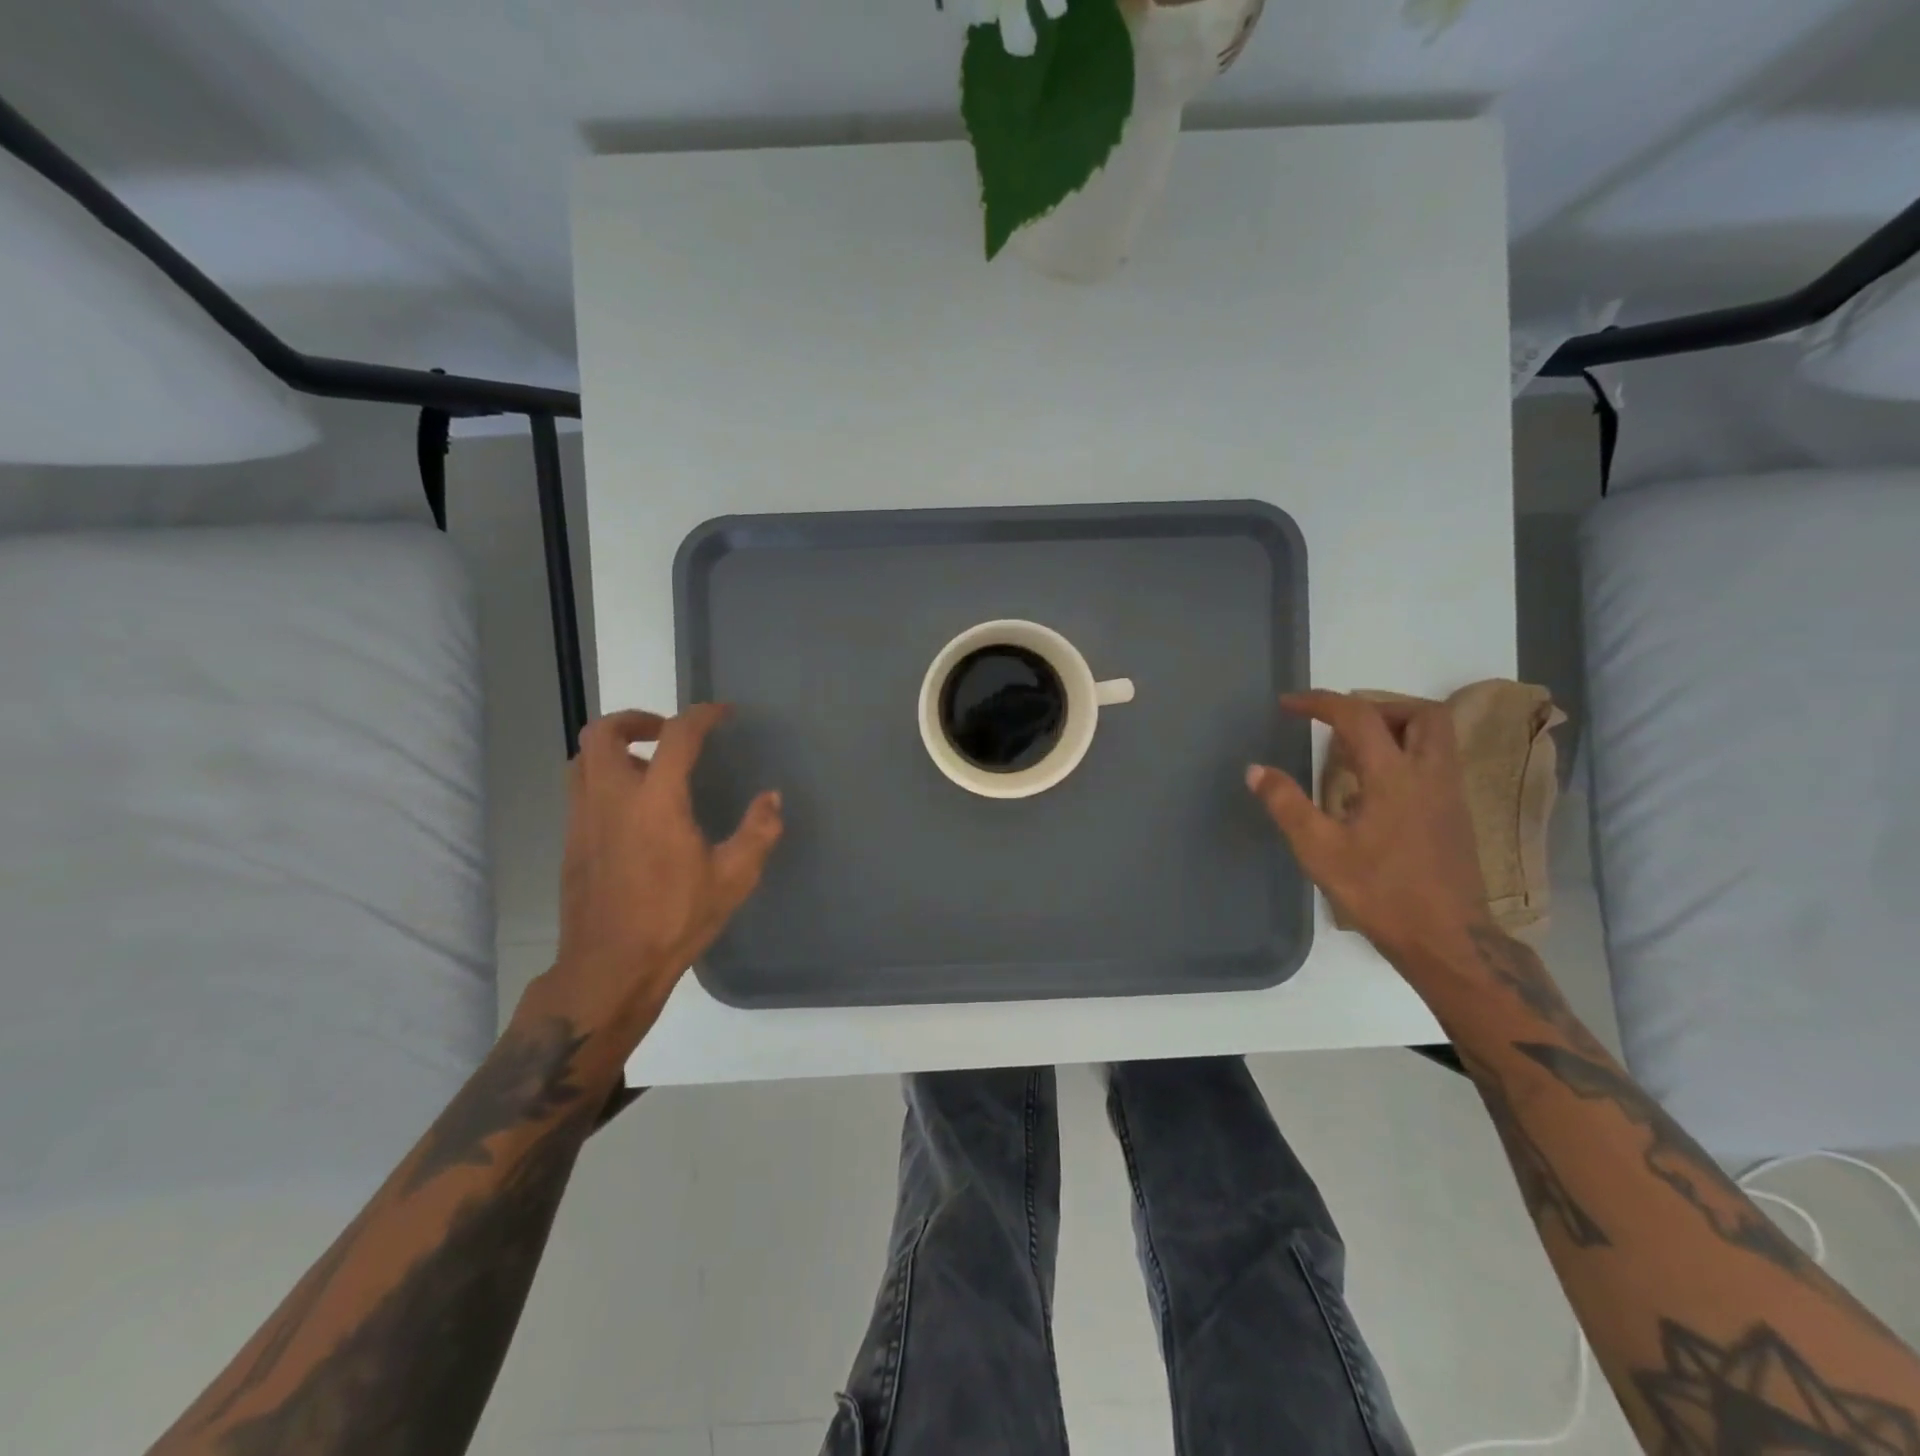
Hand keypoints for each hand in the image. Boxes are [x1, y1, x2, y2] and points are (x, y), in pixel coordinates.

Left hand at [536, 705, 782, 1050]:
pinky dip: (604, 777)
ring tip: (649, 765)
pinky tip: (634, 808)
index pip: (677, 736)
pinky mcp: (571, 841)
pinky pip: (579, 788)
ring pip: (583, 758)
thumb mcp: (733, 878)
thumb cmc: (675, 920)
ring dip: (615, 748)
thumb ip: (758, 832)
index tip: (722, 714)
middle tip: (668, 733)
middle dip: (637, 719)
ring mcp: (583, 819)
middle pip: (604, 733)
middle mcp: (611, 798)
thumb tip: (771, 799)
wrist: (610, 968)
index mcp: (656, 802)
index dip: (702, 716)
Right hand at [1245, 690, 1490, 966]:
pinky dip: (1404, 753)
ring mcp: (1449, 795)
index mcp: (1395, 777)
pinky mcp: (1455, 815)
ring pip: (1435, 736)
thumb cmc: (1380, 893)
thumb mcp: (1320, 850)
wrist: (1446, 939)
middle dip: (1377, 706)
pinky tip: (1374, 786)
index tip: (1289, 705)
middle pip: (1421, 713)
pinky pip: (1434, 762)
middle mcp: (1430, 775)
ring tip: (1353, 750)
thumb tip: (1256, 770)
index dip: (1321, 703)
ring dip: (1395, 727)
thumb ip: (1286, 804)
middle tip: (1339, 723)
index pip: (1359, 717)